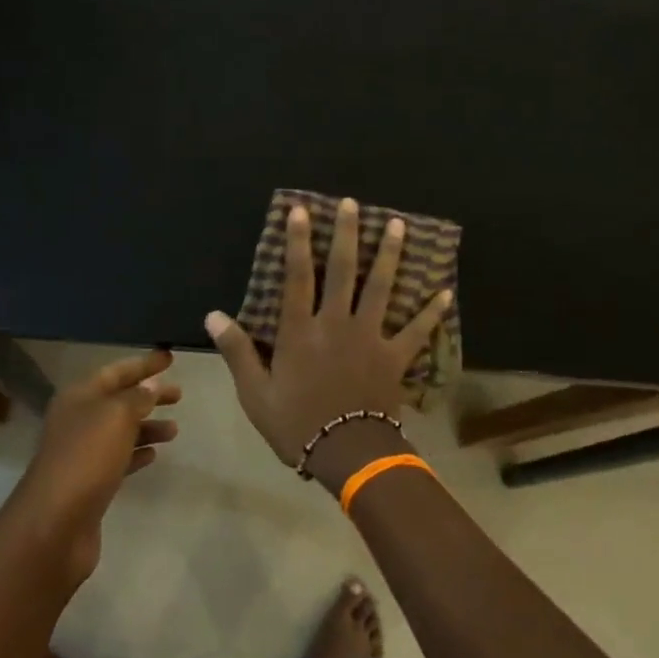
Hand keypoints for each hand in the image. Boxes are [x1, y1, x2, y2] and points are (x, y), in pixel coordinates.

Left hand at [10, 350, 179, 587]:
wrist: (54, 524)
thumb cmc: (86, 458)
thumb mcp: (116, 416)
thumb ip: (137, 398)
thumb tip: (151, 386)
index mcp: (79, 397)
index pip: (116, 371)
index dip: (143, 364)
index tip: (170, 357)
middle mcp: (77, 421)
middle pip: (118, 400)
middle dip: (149, 395)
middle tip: (179, 394)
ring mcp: (82, 454)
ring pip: (120, 431)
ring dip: (147, 427)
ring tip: (175, 430)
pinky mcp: (89, 483)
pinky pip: (118, 460)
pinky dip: (137, 453)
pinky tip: (155, 455)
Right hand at [206, 197, 449, 480]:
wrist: (346, 454)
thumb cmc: (296, 424)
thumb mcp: (255, 393)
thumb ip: (237, 351)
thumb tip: (212, 316)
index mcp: (301, 331)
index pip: (297, 276)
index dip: (297, 241)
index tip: (301, 210)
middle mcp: (336, 323)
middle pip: (343, 270)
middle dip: (347, 233)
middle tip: (353, 204)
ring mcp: (370, 337)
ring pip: (381, 287)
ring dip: (390, 254)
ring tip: (399, 224)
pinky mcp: (395, 357)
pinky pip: (416, 330)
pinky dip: (431, 311)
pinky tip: (446, 291)